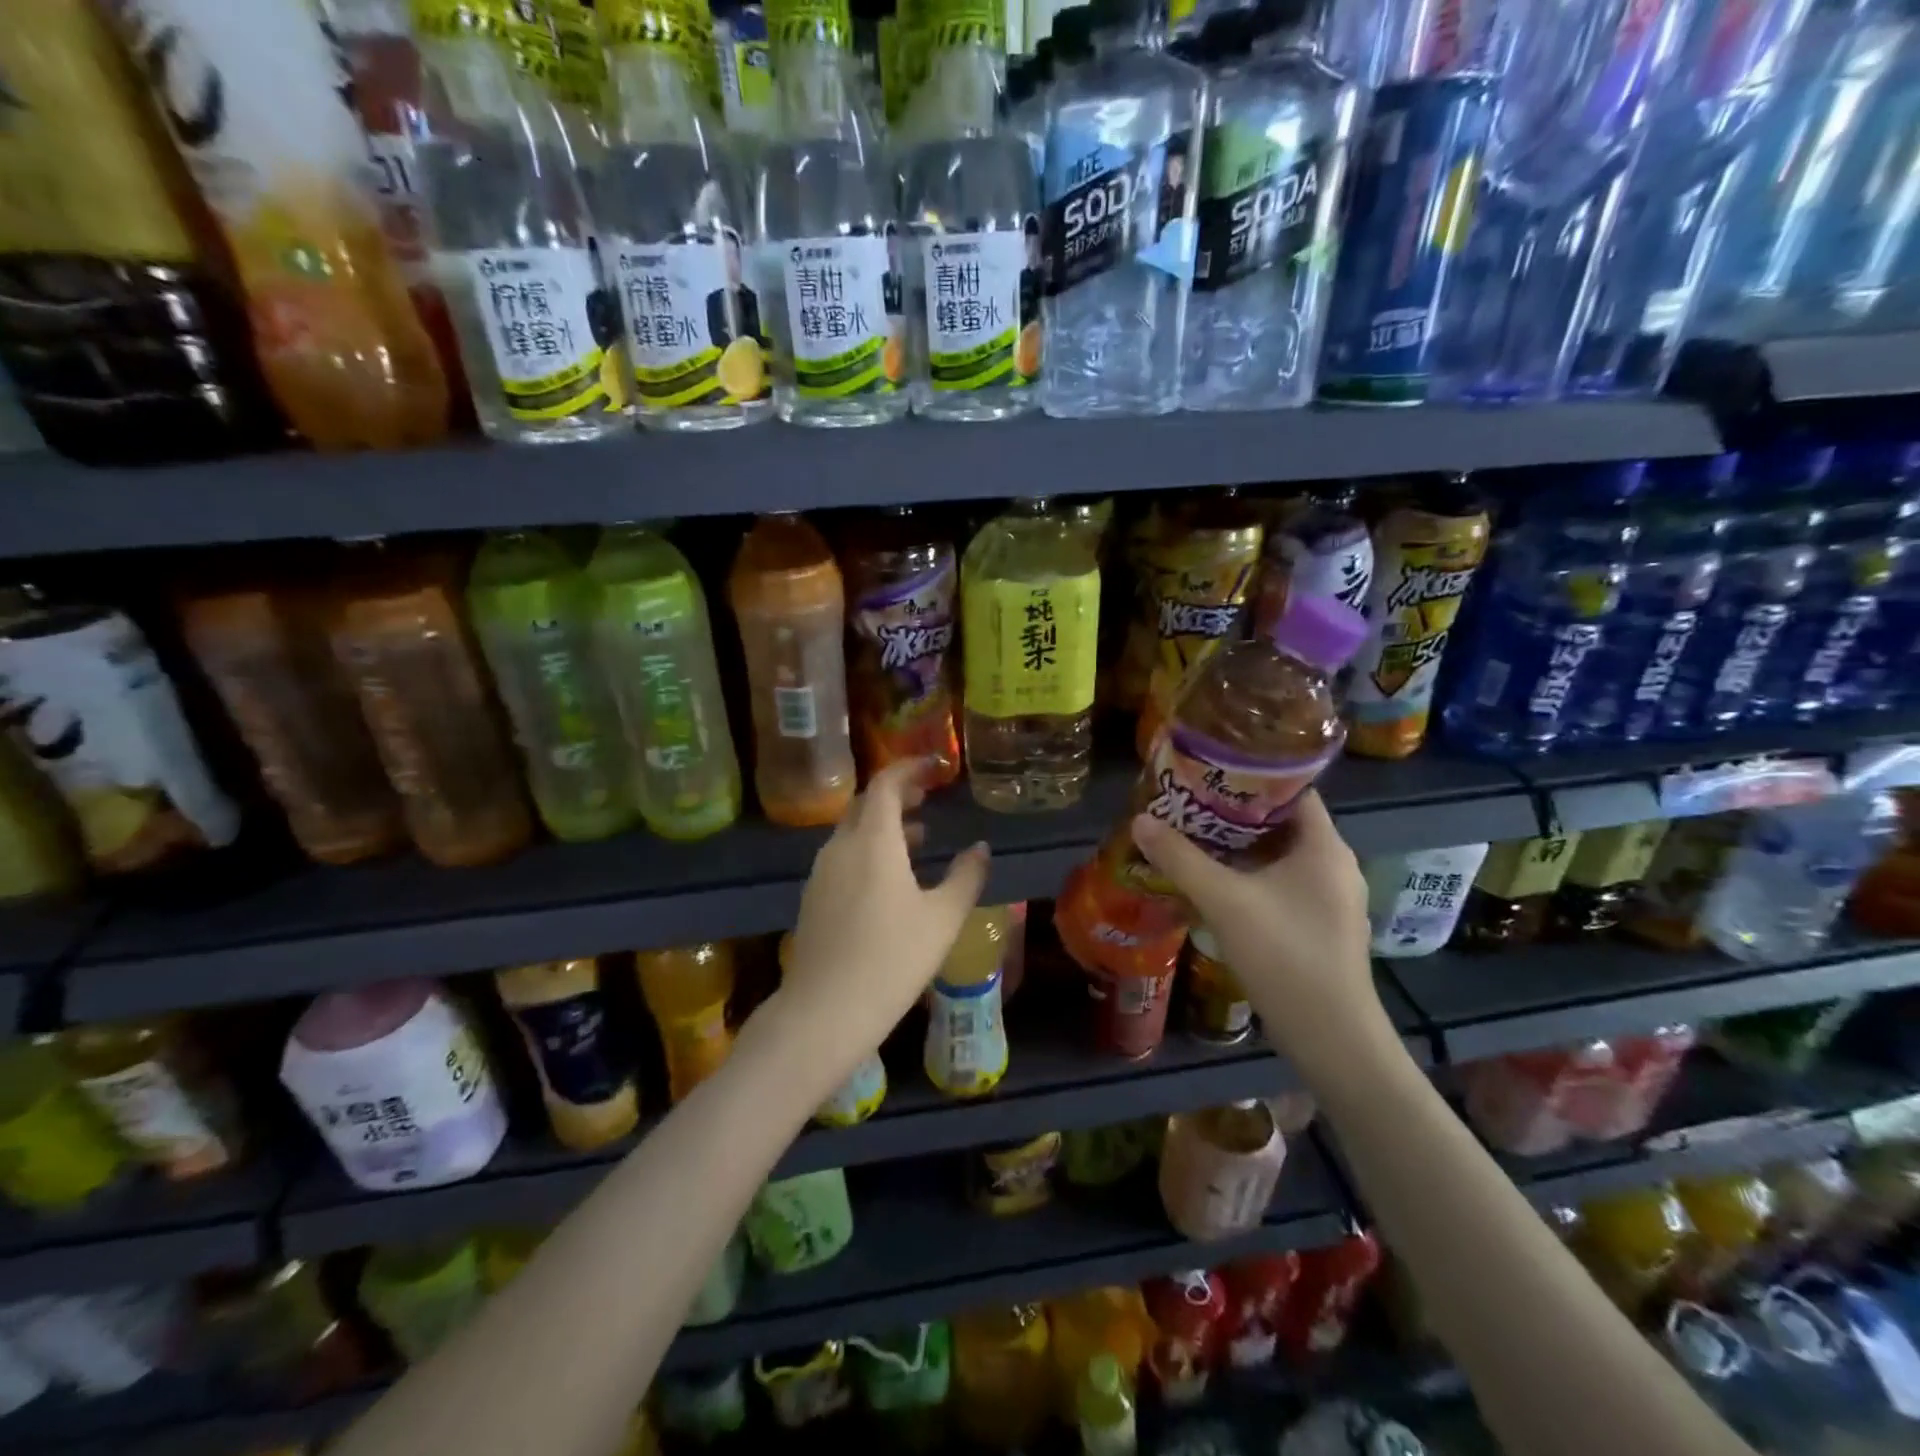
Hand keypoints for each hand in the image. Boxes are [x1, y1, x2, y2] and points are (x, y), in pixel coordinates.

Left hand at [780, 759, 990, 1067]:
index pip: (887, 784)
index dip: (911, 768)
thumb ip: (966, 876)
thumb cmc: (892, 959)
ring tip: (919, 836)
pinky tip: (890, 877)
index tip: (937, 766)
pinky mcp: (814, 897)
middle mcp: (841, 846)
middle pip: (867, 804)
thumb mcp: (943, 918)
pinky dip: (869, 849)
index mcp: (872, 841)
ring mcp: (822, 872)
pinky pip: (844, 855)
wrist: (824, 1011)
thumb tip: (981, 849)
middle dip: (898, 793)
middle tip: (929, 796)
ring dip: (884, 824)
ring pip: (853, 831)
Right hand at [1130, 790, 1392, 1081]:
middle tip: (1188, 803)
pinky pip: (1282, 883)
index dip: (1251, 776)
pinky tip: (1215, 884)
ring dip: (1238, 847)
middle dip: (1233, 813)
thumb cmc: (1285, 955)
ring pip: (1279, 856)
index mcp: (1324, 846)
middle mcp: (1334, 864)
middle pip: (1281, 822)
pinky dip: (1250, 876)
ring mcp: (1330, 897)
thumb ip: (1181, 858)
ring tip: (1192, 836)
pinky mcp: (1320, 924)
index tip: (1208, 771)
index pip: (1292, 790)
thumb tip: (1140, 821)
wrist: (1332, 1037)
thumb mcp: (1225, 901)